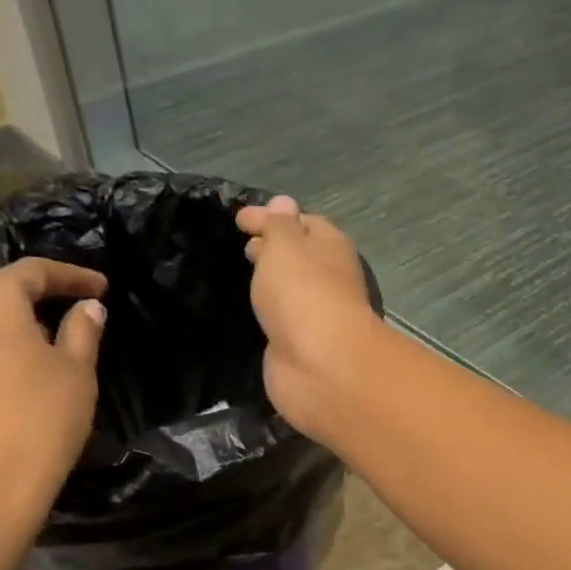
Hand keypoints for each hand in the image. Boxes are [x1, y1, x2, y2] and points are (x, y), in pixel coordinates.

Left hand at [0, 258, 106, 537]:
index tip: (102, 287)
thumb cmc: (41, 419)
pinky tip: (23, 368)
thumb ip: (83, 331)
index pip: (34, 272)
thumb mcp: (77, 372)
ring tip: (54, 343)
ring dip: (18, 326)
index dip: (72, 276)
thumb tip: (88, 308)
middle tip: (79, 313)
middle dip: (41, 299)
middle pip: (1, 293)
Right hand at [235, 197, 378, 439]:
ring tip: (242, 279)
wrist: (320, 366)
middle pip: (300, 259)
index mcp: (330, 247)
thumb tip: (282, 203)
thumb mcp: (285, 246)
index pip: (304, 222)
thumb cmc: (303, 294)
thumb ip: (278, 225)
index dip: (274, 218)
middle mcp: (327, 280)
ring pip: (291, 293)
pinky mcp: (300, 349)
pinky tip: (252, 314)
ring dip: (272, 285)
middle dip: (274, 251)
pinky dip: (270, 315)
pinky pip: (283, 323)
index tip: (240, 220)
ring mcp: (315, 318)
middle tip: (243, 249)